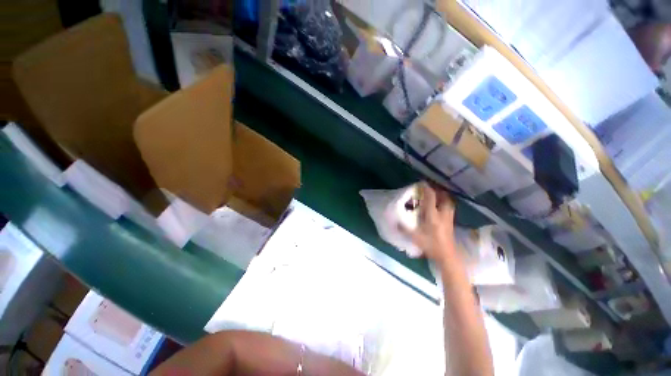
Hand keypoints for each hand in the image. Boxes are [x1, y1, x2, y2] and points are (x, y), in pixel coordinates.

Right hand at [401, 182, 456, 263]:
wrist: (447, 256)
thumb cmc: (431, 245)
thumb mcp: (415, 237)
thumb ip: (404, 229)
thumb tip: (395, 222)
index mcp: (433, 215)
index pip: (431, 197)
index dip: (426, 189)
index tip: (421, 183)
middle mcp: (442, 213)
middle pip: (444, 197)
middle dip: (437, 190)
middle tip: (430, 188)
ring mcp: (448, 218)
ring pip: (448, 202)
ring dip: (443, 196)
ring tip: (436, 194)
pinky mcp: (450, 222)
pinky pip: (449, 207)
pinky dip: (445, 203)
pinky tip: (439, 206)